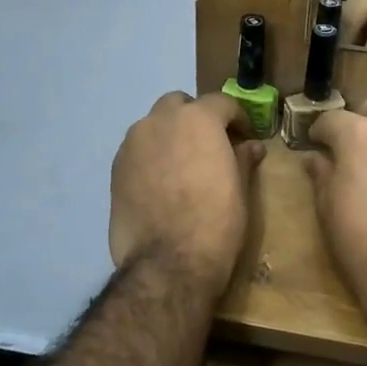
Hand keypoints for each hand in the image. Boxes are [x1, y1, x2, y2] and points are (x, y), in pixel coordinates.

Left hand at [110, 91, 265, 292]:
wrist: (167, 262)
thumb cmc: (215, 222)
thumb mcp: (239, 189)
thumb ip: (242, 159)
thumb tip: (251, 147)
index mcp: (198, 119)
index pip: (220, 103)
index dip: (236, 118)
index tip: (244, 137)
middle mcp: (160, 121)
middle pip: (179, 105)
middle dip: (194, 118)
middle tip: (209, 146)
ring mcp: (133, 143)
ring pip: (153, 126)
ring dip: (169, 136)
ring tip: (182, 166)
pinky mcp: (115, 168)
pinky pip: (138, 151)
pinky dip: (151, 157)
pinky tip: (161, 184)